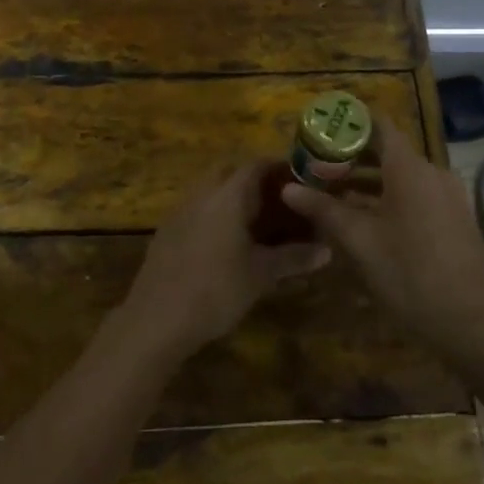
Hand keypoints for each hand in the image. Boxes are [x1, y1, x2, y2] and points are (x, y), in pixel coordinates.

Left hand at [119, 160, 329, 360]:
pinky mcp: (167, 230)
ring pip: (211, 189)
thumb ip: (293, 258)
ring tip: (258, 221)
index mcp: (227, 195)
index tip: (300, 180)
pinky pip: (197, 209)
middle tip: (280, 201)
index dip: (279, 168)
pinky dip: (216, 214)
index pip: (256, 165)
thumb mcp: (261, 275)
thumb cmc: (216, 290)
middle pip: (230, 172)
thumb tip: (327, 250)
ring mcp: (180, 210)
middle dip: (255, 180)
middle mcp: (202, 193)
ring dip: (233, 197)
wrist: (156, 318)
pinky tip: (227, 241)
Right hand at [281, 118, 483, 355]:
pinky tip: (367, 222)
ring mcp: (449, 197)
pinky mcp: (456, 220)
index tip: (321, 132)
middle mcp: (433, 173)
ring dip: (369, 182)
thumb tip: (288, 188)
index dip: (350, 125)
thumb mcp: (358, 241)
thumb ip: (323, 208)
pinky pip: (418, 196)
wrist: (471, 325)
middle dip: (352, 159)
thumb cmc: (409, 274)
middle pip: (388, 152)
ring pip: (402, 177)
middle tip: (317, 169)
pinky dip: (391, 199)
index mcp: (410, 169)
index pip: (379, 126)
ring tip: (334, 197)